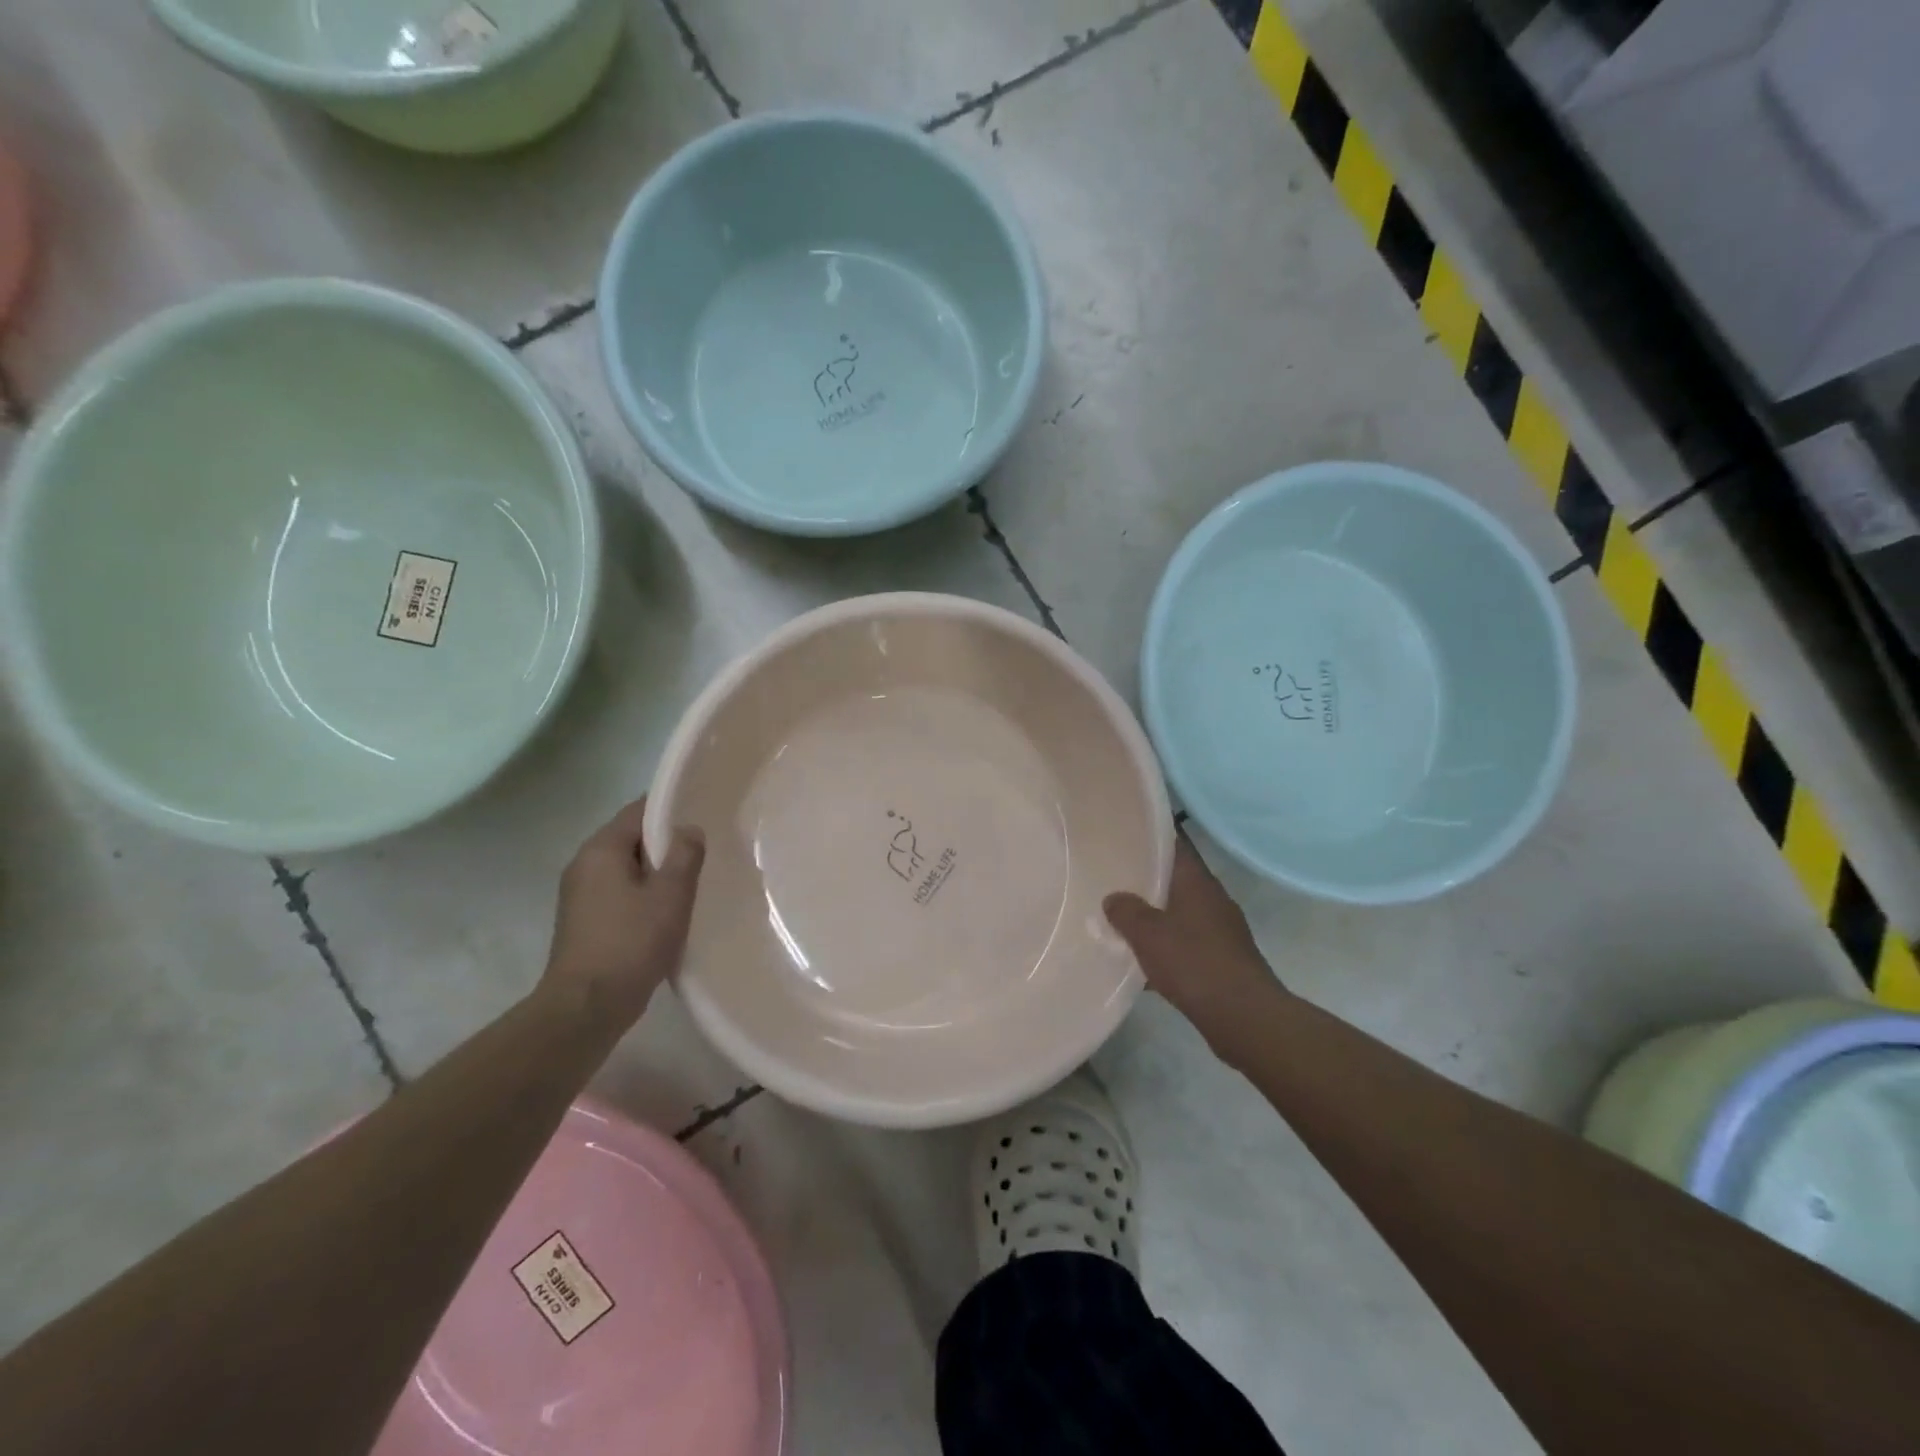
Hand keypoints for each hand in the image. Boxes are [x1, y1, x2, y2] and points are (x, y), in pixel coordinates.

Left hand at [541, 798, 705, 1028]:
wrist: (585, 1008)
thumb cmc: (630, 943)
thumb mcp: (670, 895)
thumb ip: (684, 855)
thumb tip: (689, 830)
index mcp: (600, 850)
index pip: (639, 811)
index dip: (672, 809)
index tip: (704, 815)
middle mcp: (584, 865)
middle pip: (632, 839)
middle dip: (667, 843)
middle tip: (705, 850)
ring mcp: (580, 895)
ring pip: (627, 868)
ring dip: (657, 872)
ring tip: (692, 882)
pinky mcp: (584, 922)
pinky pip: (620, 893)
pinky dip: (644, 895)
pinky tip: (668, 912)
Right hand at [1104, 836, 1286, 1054]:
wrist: (1243, 1016)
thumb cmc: (1193, 962)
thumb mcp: (1147, 933)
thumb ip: (1126, 911)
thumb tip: (1114, 898)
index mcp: (1197, 882)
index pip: (1175, 845)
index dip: (1152, 839)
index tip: (1126, 836)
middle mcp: (1213, 900)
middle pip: (1177, 880)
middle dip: (1148, 881)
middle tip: (1114, 880)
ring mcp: (1223, 931)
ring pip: (1182, 914)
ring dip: (1157, 918)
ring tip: (1123, 922)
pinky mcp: (1224, 960)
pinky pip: (1189, 944)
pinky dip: (1168, 949)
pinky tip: (1145, 964)